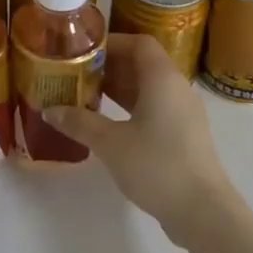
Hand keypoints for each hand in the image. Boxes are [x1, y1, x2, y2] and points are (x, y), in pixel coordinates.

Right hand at [46, 34, 238, 245]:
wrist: (202, 210)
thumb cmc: (156, 165)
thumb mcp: (110, 143)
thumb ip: (79, 123)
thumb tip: (50, 110)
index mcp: (162, 78)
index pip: (139, 43)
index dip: (112, 42)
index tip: (83, 51)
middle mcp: (176, 87)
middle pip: (143, 64)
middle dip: (109, 66)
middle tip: (77, 74)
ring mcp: (183, 112)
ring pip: (148, 88)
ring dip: (119, 88)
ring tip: (86, 96)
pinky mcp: (184, 134)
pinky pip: (155, 107)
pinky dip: (131, 107)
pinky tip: (108, 123)